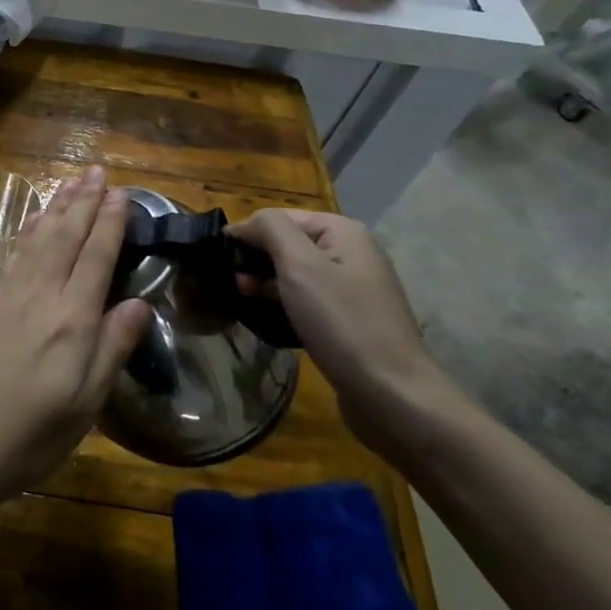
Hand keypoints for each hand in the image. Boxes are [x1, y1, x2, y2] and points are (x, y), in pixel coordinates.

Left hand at [0, 166, 152, 523]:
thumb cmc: (28, 439)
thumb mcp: (84, 407)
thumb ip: (112, 349)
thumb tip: (140, 302)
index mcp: (69, 321)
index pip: (95, 257)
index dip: (110, 223)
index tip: (122, 193)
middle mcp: (37, 297)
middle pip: (64, 237)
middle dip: (84, 202)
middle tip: (99, 171)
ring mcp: (6, 298)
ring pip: (37, 239)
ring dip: (56, 208)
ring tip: (72, 183)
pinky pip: (14, 254)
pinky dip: (28, 230)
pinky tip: (33, 221)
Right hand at [230, 208, 462, 458]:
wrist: (391, 392)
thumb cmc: (342, 322)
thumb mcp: (301, 266)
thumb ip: (271, 230)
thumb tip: (245, 223)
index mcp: (343, 232)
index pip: (280, 217)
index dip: (247, 232)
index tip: (219, 258)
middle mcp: (351, 252)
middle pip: (288, 242)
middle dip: (255, 256)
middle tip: (229, 281)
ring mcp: (352, 286)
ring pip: (295, 271)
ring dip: (265, 279)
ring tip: (241, 296)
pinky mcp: (348, 317)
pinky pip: (306, 297)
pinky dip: (282, 300)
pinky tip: (266, 314)